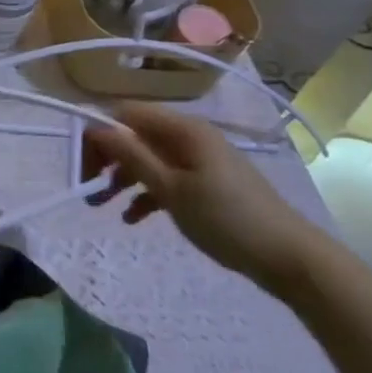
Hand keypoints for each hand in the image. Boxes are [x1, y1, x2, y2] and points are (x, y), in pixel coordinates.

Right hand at [83, 103, 328, 294]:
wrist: (290, 258)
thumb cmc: (226, 219)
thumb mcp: (171, 190)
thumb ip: (132, 156)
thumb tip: (95, 128)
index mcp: (182, 129)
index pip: (125, 114)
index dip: (98, 133)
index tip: (81, 165)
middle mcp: (188, 136)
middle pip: (134, 135)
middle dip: (107, 158)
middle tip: (87, 187)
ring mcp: (199, 159)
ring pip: (147, 158)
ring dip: (121, 178)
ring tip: (101, 206)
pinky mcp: (206, 181)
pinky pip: (166, 177)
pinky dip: (146, 192)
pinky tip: (133, 218)